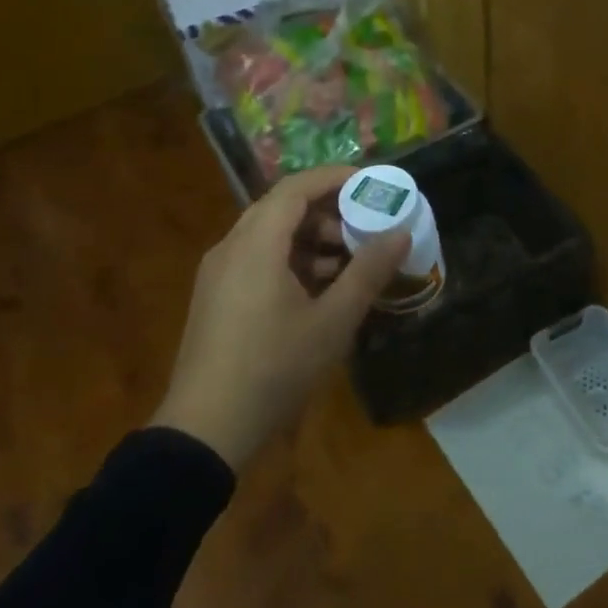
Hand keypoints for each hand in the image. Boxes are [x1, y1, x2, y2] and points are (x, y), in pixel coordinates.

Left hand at [152, 167, 409, 469]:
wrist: (207, 428)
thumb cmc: (275, 367)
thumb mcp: (333, 321)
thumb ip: (369, 272)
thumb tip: (400, 233)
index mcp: (256, 244)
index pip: (296, 188)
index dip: (335, 178)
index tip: (371, 183)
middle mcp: (231, 247)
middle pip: (282, 208)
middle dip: (328, 212)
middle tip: (366, 227)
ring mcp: (219, 273)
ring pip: (270, 236)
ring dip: (311, 240)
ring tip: (350, 264)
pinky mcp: (217, 297)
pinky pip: (258, 260)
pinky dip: (292, 262)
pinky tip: (319, 292)